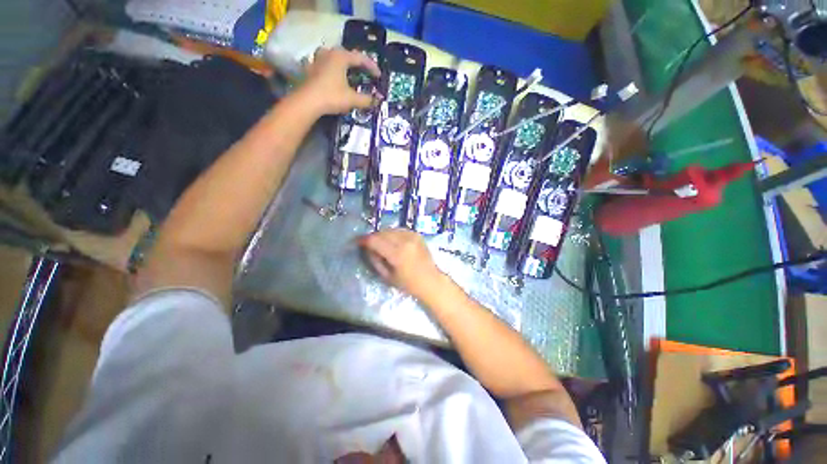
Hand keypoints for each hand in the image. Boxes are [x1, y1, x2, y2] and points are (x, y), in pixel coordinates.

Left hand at [300, 47, 380, 115]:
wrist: (307, 102)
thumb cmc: (331, 96)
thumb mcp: (352, 99)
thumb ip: (366, 99)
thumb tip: (377, 101)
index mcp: (341, 57)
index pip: (360, 58)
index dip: (372, 67)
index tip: (379, 76)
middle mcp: (329, 53)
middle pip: (347, 55)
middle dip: (358, 64)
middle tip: (366, 73)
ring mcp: (317, 59)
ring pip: (335, 58)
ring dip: (344, 64)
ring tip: (350, 73)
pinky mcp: (310, 68)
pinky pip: (326, 65)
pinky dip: (333, 70)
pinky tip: (335, 77)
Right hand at [359, 229, 444, 300]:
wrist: (431, 281)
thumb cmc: (408, 284)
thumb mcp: (387, 276)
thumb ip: (375, 260)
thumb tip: (367, 248)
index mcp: (397, 253)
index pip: (375, 240)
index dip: (363, 240)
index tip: (357, 242)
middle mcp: (405, 241)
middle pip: (382, 232)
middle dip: (373, 237)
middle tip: (368, 245)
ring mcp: (412, 236)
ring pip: (390, 230)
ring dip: (382, 235)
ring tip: (381, 244)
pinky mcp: (417, 234)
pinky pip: (399, 230)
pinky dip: (393, 234)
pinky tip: (392, 242)